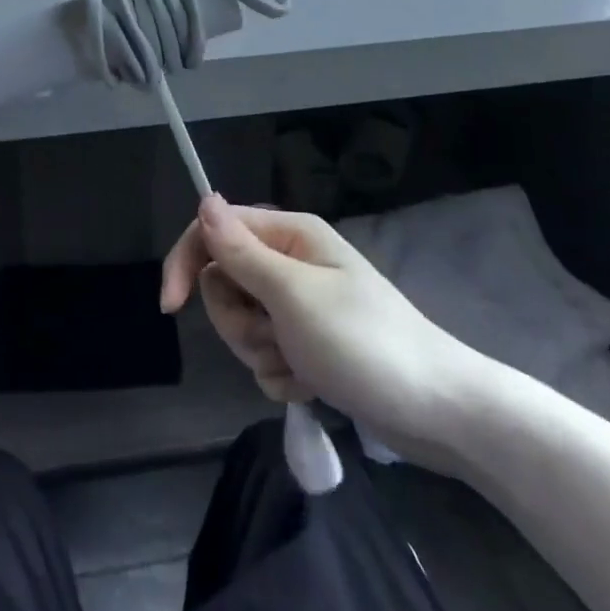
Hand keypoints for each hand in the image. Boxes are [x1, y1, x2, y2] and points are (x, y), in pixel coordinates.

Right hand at [160, 196, 474, 449]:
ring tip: (300, 366)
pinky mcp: (308, 344)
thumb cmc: (364, 342)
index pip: (216, 230)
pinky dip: (281, 374)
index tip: (172, 307)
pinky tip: (311, 385)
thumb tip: (203, 198)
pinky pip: (266, 354)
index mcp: (290, 235)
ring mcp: (300, 305)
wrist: (437, 412)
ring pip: (242, 322)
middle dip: (238, 320)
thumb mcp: (293, 295)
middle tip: (274, 338)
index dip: (189, 262)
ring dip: (261, 351)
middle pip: (226, 281)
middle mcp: (292, 262)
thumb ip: (242, 251)